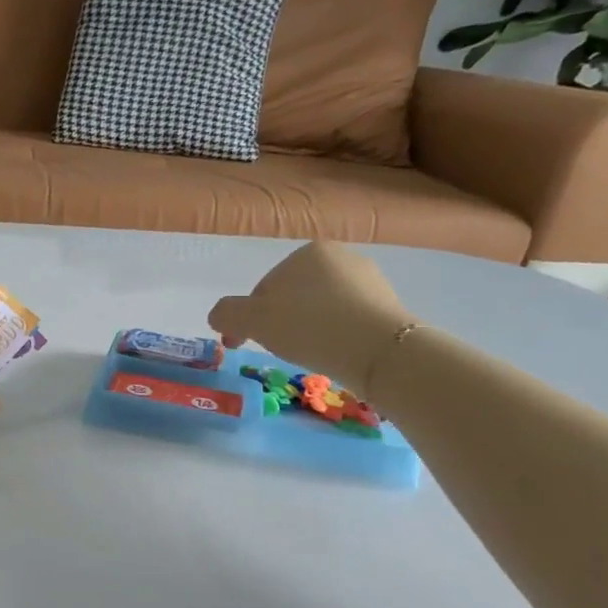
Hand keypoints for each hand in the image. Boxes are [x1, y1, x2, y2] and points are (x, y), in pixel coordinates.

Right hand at [208, 242, 415, 397]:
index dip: (250, 318)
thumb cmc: (308, 326)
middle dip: (280, 322)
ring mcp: (370, 281)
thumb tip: (219, 316)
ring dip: (307, 330)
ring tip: (308, 356)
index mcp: (307, 252)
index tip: (246, 343)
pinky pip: (347, 322)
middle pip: (293, 297)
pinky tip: (333, 354)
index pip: (264, 288)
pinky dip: (334, 336)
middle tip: (278, 350)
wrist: (379, 351)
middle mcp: (341, 258)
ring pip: (321, 309)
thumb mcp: (251, 320)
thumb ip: (226, 313)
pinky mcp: (389, 307)